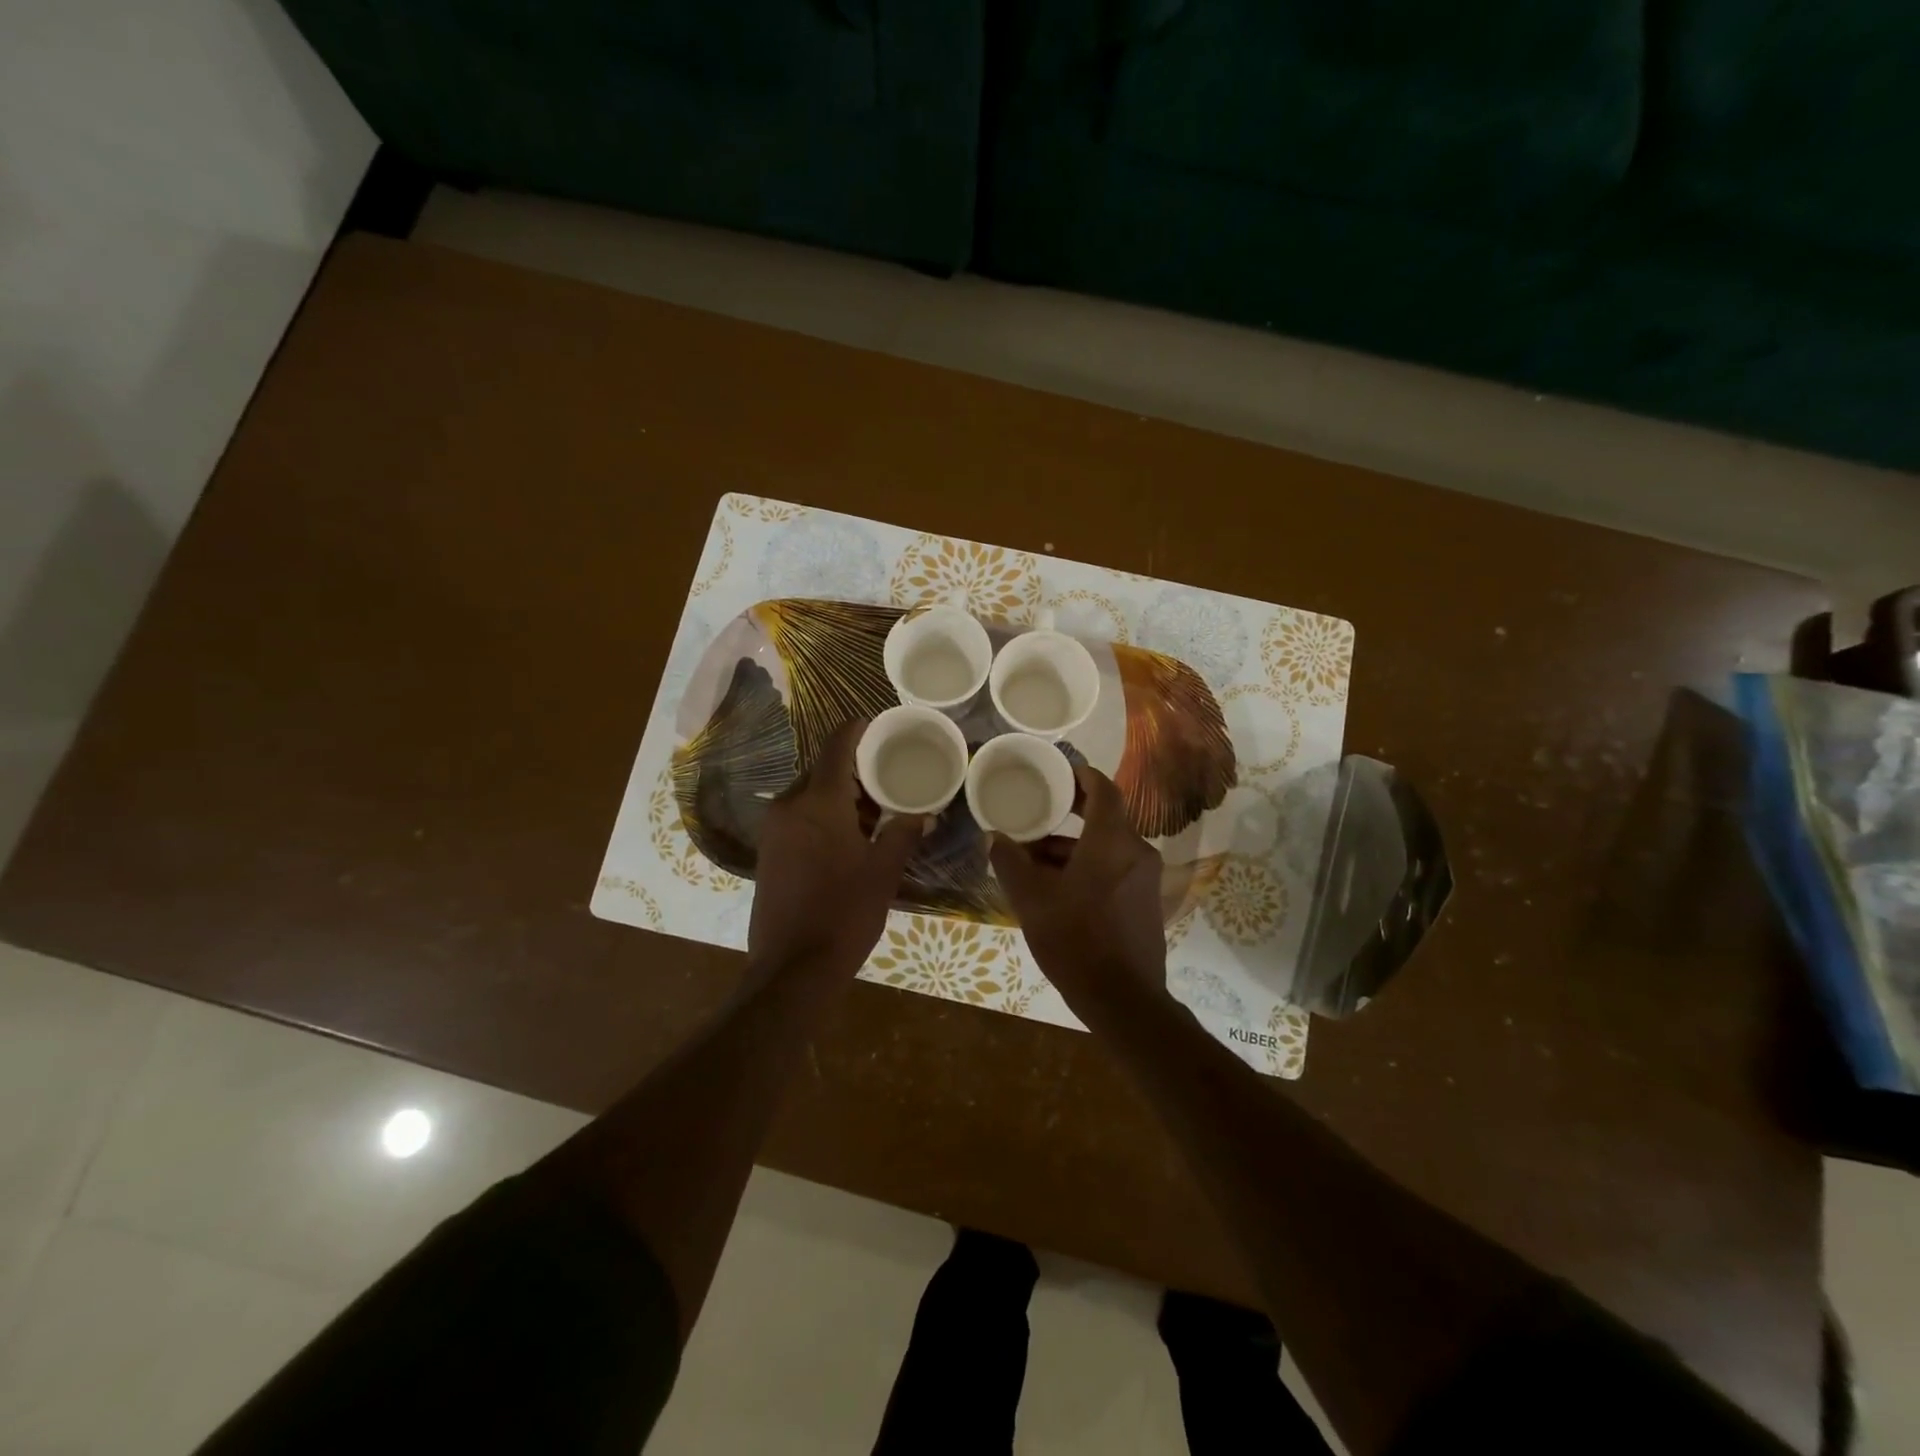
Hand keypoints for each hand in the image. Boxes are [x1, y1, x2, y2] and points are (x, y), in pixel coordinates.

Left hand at [749, 719, 924, 977]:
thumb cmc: (844, 913)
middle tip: (889, 777)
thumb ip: (904, 833)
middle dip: (855, 769)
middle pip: (823, 769)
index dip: (858, 729)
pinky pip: (799, 816)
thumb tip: (924, 813)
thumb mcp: (884, 871)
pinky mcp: (768, 851)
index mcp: (819, 802)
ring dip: (840, 795)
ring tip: (875, 810)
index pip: (837, 745)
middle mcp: (789, 805)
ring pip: (810, 794)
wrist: (792, 968)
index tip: (880, 725)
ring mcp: (774, 829)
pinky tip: (848, 836)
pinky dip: (823, 814)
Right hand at [989, 765, 1167, 1006]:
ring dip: (1074, 847)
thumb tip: (994, 837)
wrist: (1123, 998)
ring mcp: (1145, 879)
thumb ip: (1010, 862)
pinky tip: (1058, 888)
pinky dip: (1089, 867)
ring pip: (1107, 847)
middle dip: (1072, 813)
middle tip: (1040, 810)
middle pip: (1105, 818)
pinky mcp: (1145, 903)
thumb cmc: (1075, 939)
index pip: (1104, 790)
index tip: (1060, 772)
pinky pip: (1115, 869)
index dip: (1082, 776)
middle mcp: (1136, 852)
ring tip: (1035, 860)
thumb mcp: (1032, 899)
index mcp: (1112, 841)